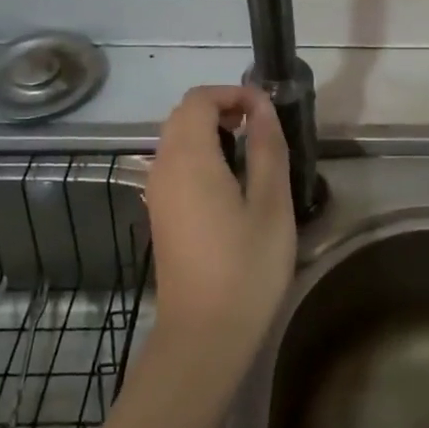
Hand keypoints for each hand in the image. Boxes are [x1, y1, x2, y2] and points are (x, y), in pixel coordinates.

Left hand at [146, 86, 296, 365]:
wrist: (204, 334)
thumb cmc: (246, 267)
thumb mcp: (271, 203)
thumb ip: (267, 148)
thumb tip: (263, 107)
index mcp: (189, 158)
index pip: (199, 99)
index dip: (234, 93)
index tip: (268, 110)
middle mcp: (163, 168)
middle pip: (183, 116)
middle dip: (222, 109)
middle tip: (263, 128)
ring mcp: (157, 193)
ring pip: (177, 140)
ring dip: (211, 132)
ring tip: (253, 154)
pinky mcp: (161, 214)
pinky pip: (175, 166)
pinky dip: (201, 156)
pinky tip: (232, 185)